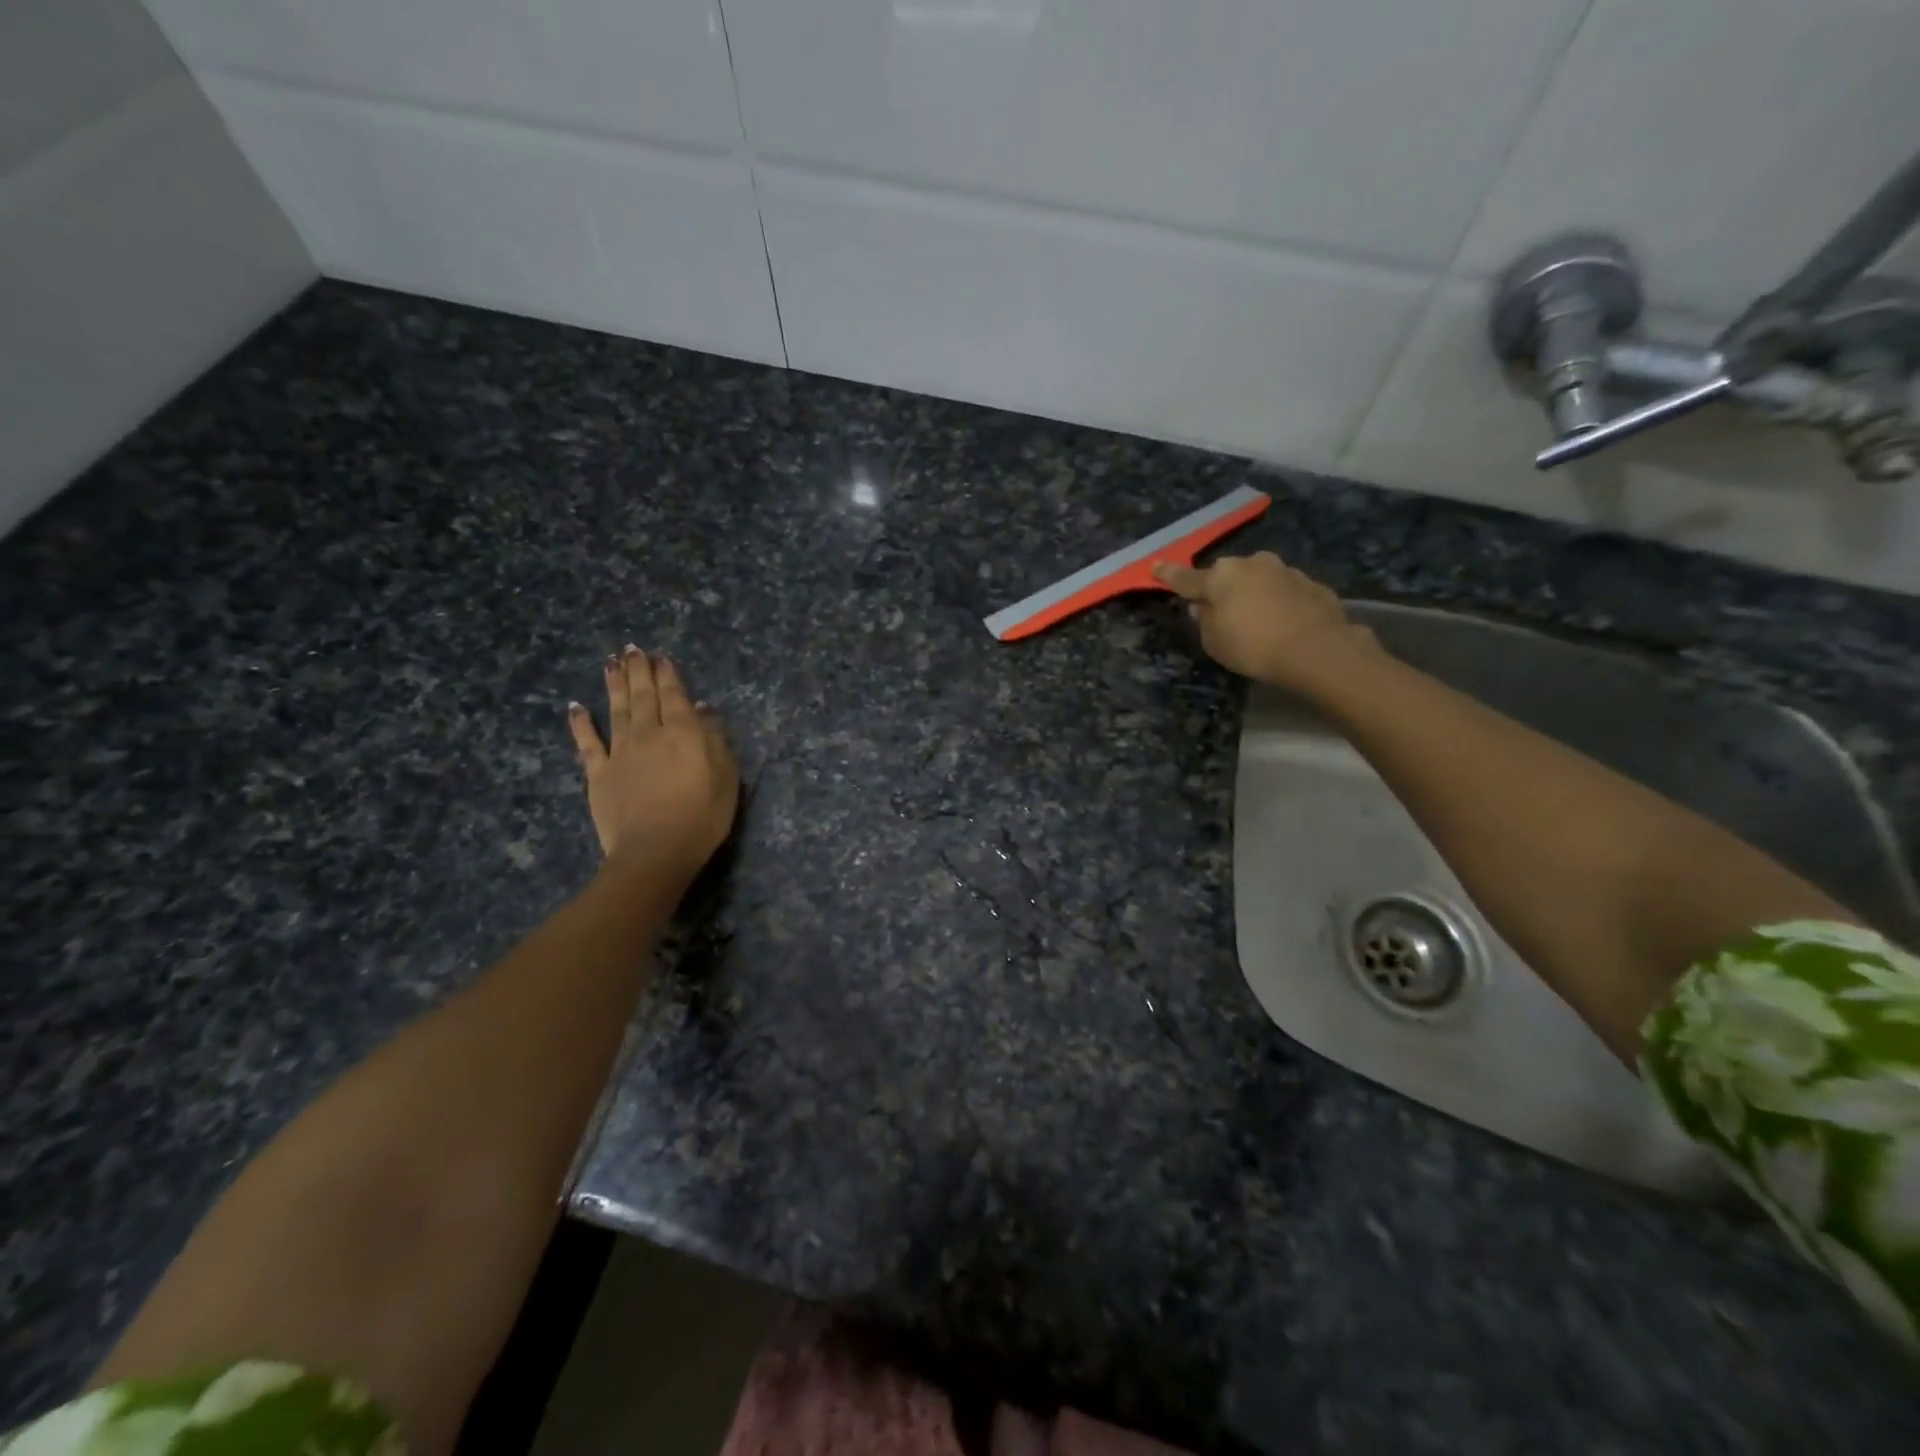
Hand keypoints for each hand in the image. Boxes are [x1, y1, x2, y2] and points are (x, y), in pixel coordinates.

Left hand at [568, 647, 739, 871]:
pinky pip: (587, 742)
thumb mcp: (726, 777)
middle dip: (639, 670)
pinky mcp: (598, 773)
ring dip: (614, 684)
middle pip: (644, 696)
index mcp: (684, 733)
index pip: (675, 695)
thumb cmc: (702, 816)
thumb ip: (715, 739)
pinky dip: (581, 723)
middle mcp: (649, 733)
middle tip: (632, 649)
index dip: (668, 675)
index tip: (661, 657)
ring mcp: (620, 752)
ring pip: (617, 709)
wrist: (655, 851)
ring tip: (611, 663)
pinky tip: (575, 706)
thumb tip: (703, 709)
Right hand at [1153, 553, 1375, 689]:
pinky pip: (1284, 590)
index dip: (1168, 575)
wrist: (1317, 648)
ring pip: (1257, 578)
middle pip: (1226, 574)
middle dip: (1220, 587)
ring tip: (1257, 618)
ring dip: (1252, 592)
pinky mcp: (1310, 583)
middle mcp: (1250, 564)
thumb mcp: (1214, 642)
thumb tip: (1201, 607)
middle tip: (1220, 609)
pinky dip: (1278, 601)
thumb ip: (1203, 620)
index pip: (1185, 578)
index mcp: (1219, 577)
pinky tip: (1284, 622)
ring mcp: (1283, 570)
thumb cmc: (1253, 647)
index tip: (1156, 567)